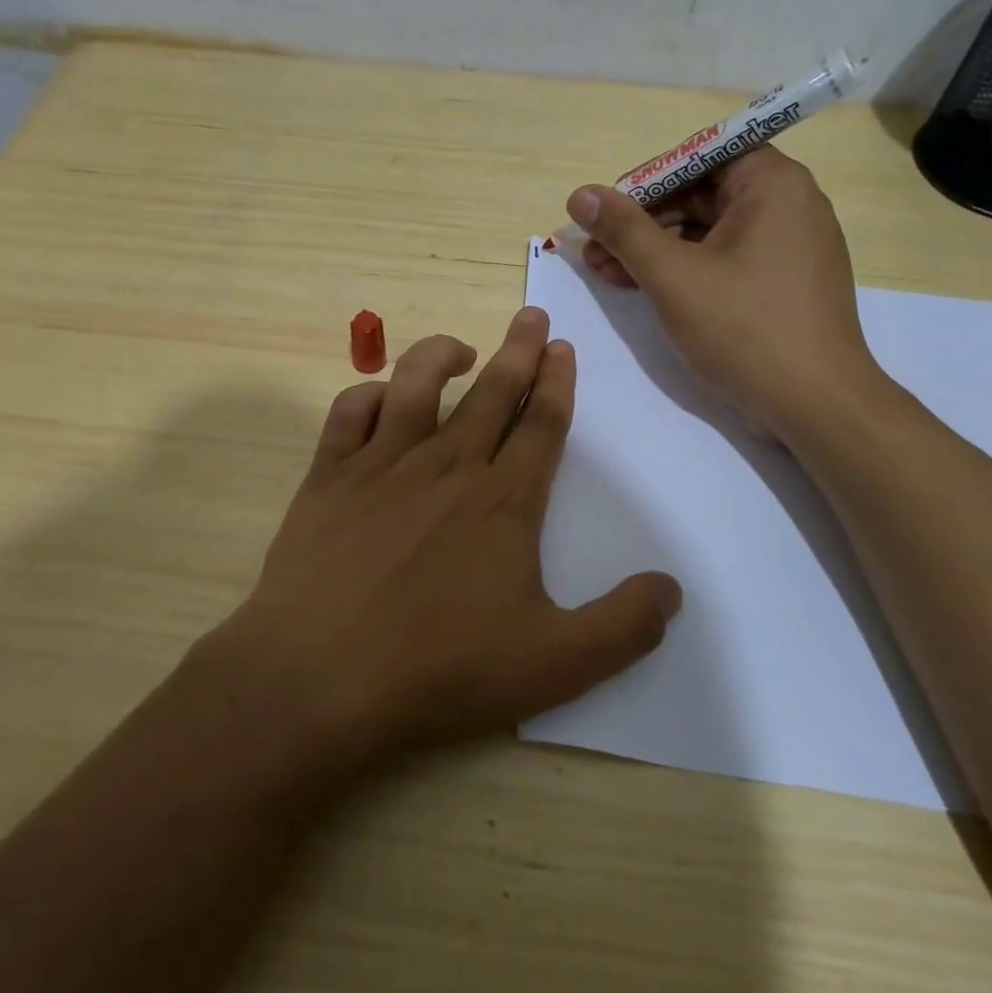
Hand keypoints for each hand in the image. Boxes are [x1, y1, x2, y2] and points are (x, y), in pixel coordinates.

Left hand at [201, 308, 681, 763]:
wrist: (320, 676)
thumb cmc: (440, 670)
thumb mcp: (554, 665)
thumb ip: (622, 627)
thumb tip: (671, 590)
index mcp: (503, 501)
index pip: (541, 425)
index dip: (557, 384)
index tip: (563, 349)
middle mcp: (447, 466)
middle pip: (492, 391)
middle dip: (519, 349)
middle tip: (532, 316)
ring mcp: (382, 464)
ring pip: (417, 383)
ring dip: (444, 353)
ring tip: (464, 347)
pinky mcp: (329, 476)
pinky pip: (349, 412)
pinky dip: (368, 395)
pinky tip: (381, 400)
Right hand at [568, 147, 882, 435]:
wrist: (815, 404)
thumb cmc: (744, 328)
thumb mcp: (672, 276)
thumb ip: (624, 230)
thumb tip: (580, 195)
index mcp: (772, 184)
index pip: (698, 156)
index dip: (646, 180)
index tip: (606, 211)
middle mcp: (787, 204)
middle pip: (700, 193)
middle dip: (642, 222)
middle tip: (594, 249)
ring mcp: (787, 246)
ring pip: (707, 230)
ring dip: (654, 249)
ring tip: (605, 273)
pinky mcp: (782, 282)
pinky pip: (724, 259)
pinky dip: (683, 270)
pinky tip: (641, 288)